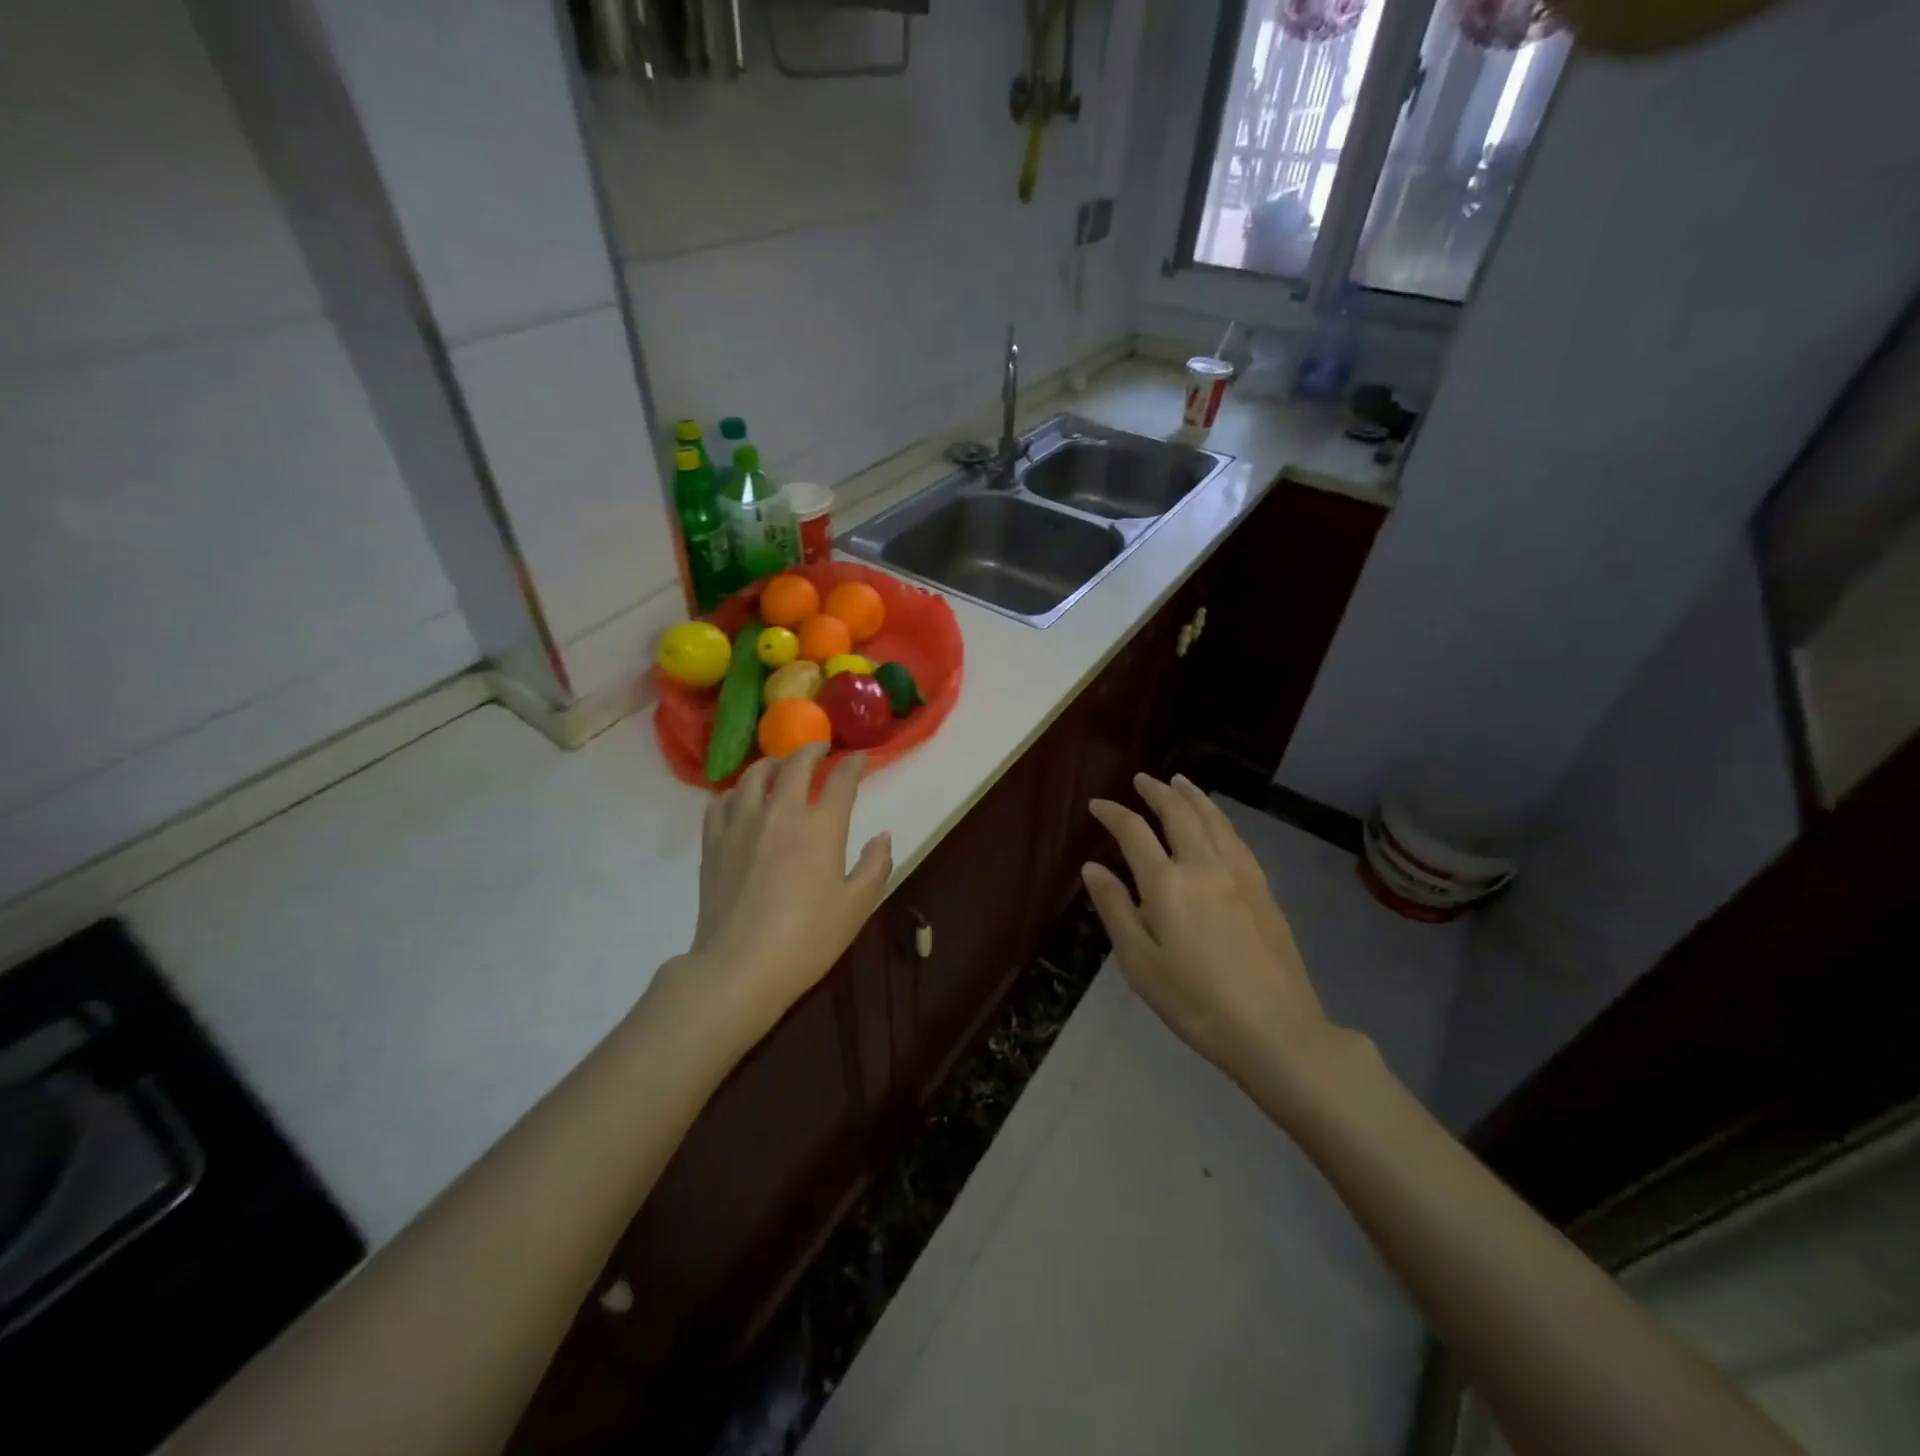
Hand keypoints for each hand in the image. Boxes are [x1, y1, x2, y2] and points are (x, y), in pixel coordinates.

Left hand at [663, 743, 891, 1050]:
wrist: (740, 966)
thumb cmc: (808, 939)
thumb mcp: (856, 906)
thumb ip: (875, 866)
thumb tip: (882, 836)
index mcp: (822, 826)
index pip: (840, 780)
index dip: (853, 764)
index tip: (859, 759)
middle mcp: (781, 813)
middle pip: (795, 765)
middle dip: (811, 750)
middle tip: (820, 747)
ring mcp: (742, 824)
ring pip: (753, 776)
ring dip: (771, 763)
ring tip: (779, 765)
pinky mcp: (714, 843)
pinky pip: (720, 802)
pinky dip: (734, 792)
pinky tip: (739, 798)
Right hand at [1083, 775, 1333, 1101]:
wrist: (1276, 1030)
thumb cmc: (1195, 1003)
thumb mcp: (1140, 963)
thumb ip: (1116, 909)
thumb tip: (1092, 868)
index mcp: (1168, 884)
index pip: (1134, 832)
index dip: (1113, 813)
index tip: (1097, 805)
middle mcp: (1204, 866)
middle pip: (1179, 813)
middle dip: (1157, 791)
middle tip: (1141, 779)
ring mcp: (1240, 875)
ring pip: (1214, 820)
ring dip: (1193, 796)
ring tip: (1179, 782)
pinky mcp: (1264, 889)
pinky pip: (1236, 838)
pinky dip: (1219, 819)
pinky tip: (1217, 823)